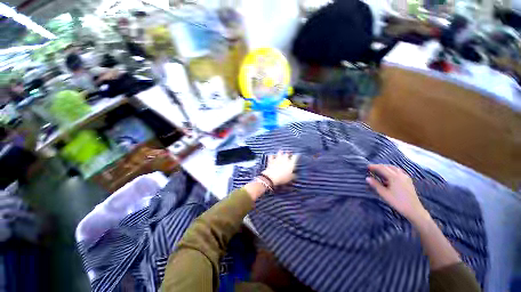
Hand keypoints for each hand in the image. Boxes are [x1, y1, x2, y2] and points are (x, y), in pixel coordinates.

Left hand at [262, 151, 298, 185]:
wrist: (272, 177)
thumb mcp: (290, 178)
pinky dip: (272, 155)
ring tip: (281, 152)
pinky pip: (271, 156)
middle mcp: (285, 159)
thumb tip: (295, 175)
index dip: (296, 156)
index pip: (295, 157)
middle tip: (289, 154)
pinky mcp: (271, 161)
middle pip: (287, 153)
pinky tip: (272, 155)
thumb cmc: (283, 178)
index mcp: (291, 163)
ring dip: (281, 152)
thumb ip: (293, 175)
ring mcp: (277, 159)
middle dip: (288, 153)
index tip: (297, 156)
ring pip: (279, 153)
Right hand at [366, 164, 427, 220]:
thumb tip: (367, 178)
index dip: (374, 167)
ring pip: (394, 168)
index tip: (367, 167)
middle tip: (373, 169)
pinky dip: (393, 171)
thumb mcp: (385, 195)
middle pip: (388, 166)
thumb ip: (376, 186)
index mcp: (393, 176)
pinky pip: (399, 171)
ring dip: (387, 168)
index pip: (382, 168)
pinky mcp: (408, 179)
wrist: (412, 208)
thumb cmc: (398, 202)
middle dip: (380, 167)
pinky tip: (392, 176)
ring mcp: (405, 175)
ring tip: (381, 172)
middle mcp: (399, 173)